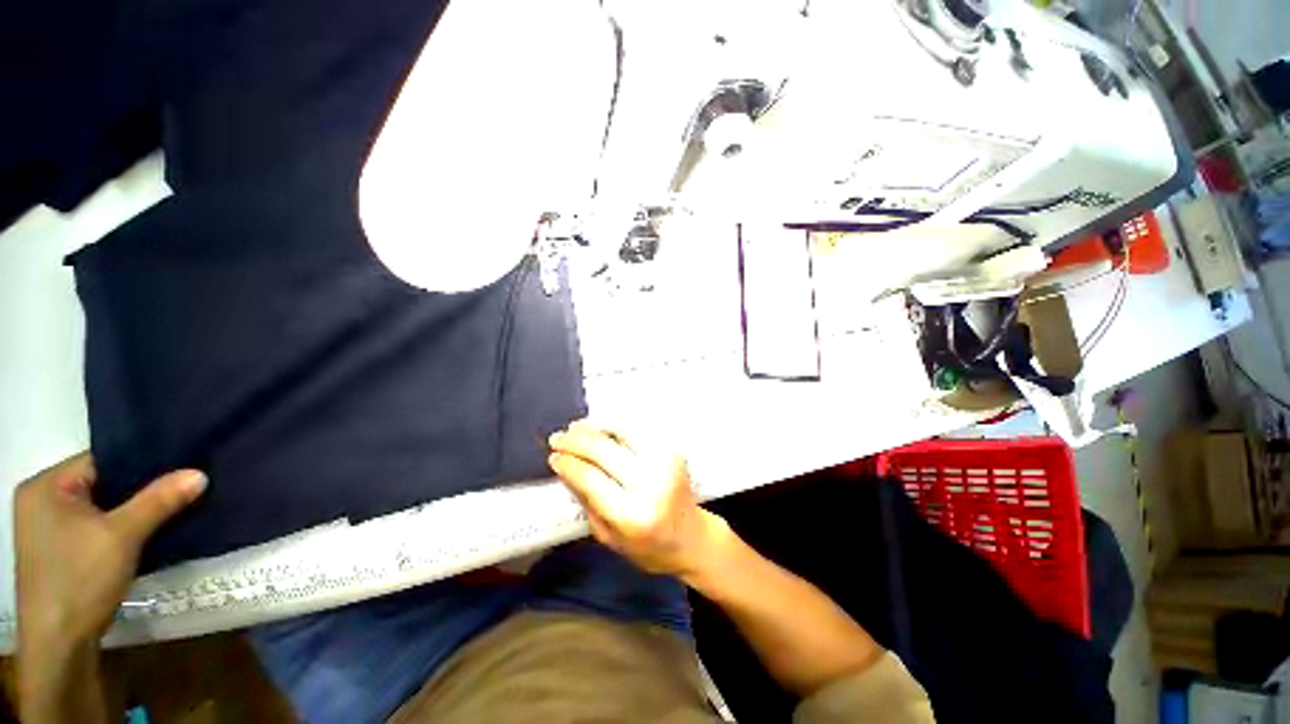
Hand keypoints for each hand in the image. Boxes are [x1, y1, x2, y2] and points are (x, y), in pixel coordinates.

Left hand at [14, 452, 206, 649]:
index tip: (179, 468)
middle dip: (138, 490)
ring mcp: (47, 528)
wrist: (59, 645)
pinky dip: (120, 529)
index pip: (101, 460)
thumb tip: (199, 473)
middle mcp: (42, 500)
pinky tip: (143, 535)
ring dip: (131, 512)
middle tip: (181, 488)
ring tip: (169, 510)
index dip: (141, 463)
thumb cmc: (80, 579)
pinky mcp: (59, 551)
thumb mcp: (123, 537)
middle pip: (100, 484)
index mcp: (46, 486)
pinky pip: (95, 527)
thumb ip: (159, 501)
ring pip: (100, 508)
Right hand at [548, 420, 727, 577]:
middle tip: (558, 438)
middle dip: (575, 441)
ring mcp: (665, 461)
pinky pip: (639, 428)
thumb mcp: (608, 537)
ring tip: (576, 427)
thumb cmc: (647, 547)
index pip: (591, 478)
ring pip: (622, 430)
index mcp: (632, 514)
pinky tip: (602, 426)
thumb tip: (566, 467)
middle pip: (604, 450)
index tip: (553, 456)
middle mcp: (651, 483)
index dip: (568, 463)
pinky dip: (616, 423)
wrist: (691, 537)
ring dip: (595, 425)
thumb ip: (587, 501)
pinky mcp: (673, 449)